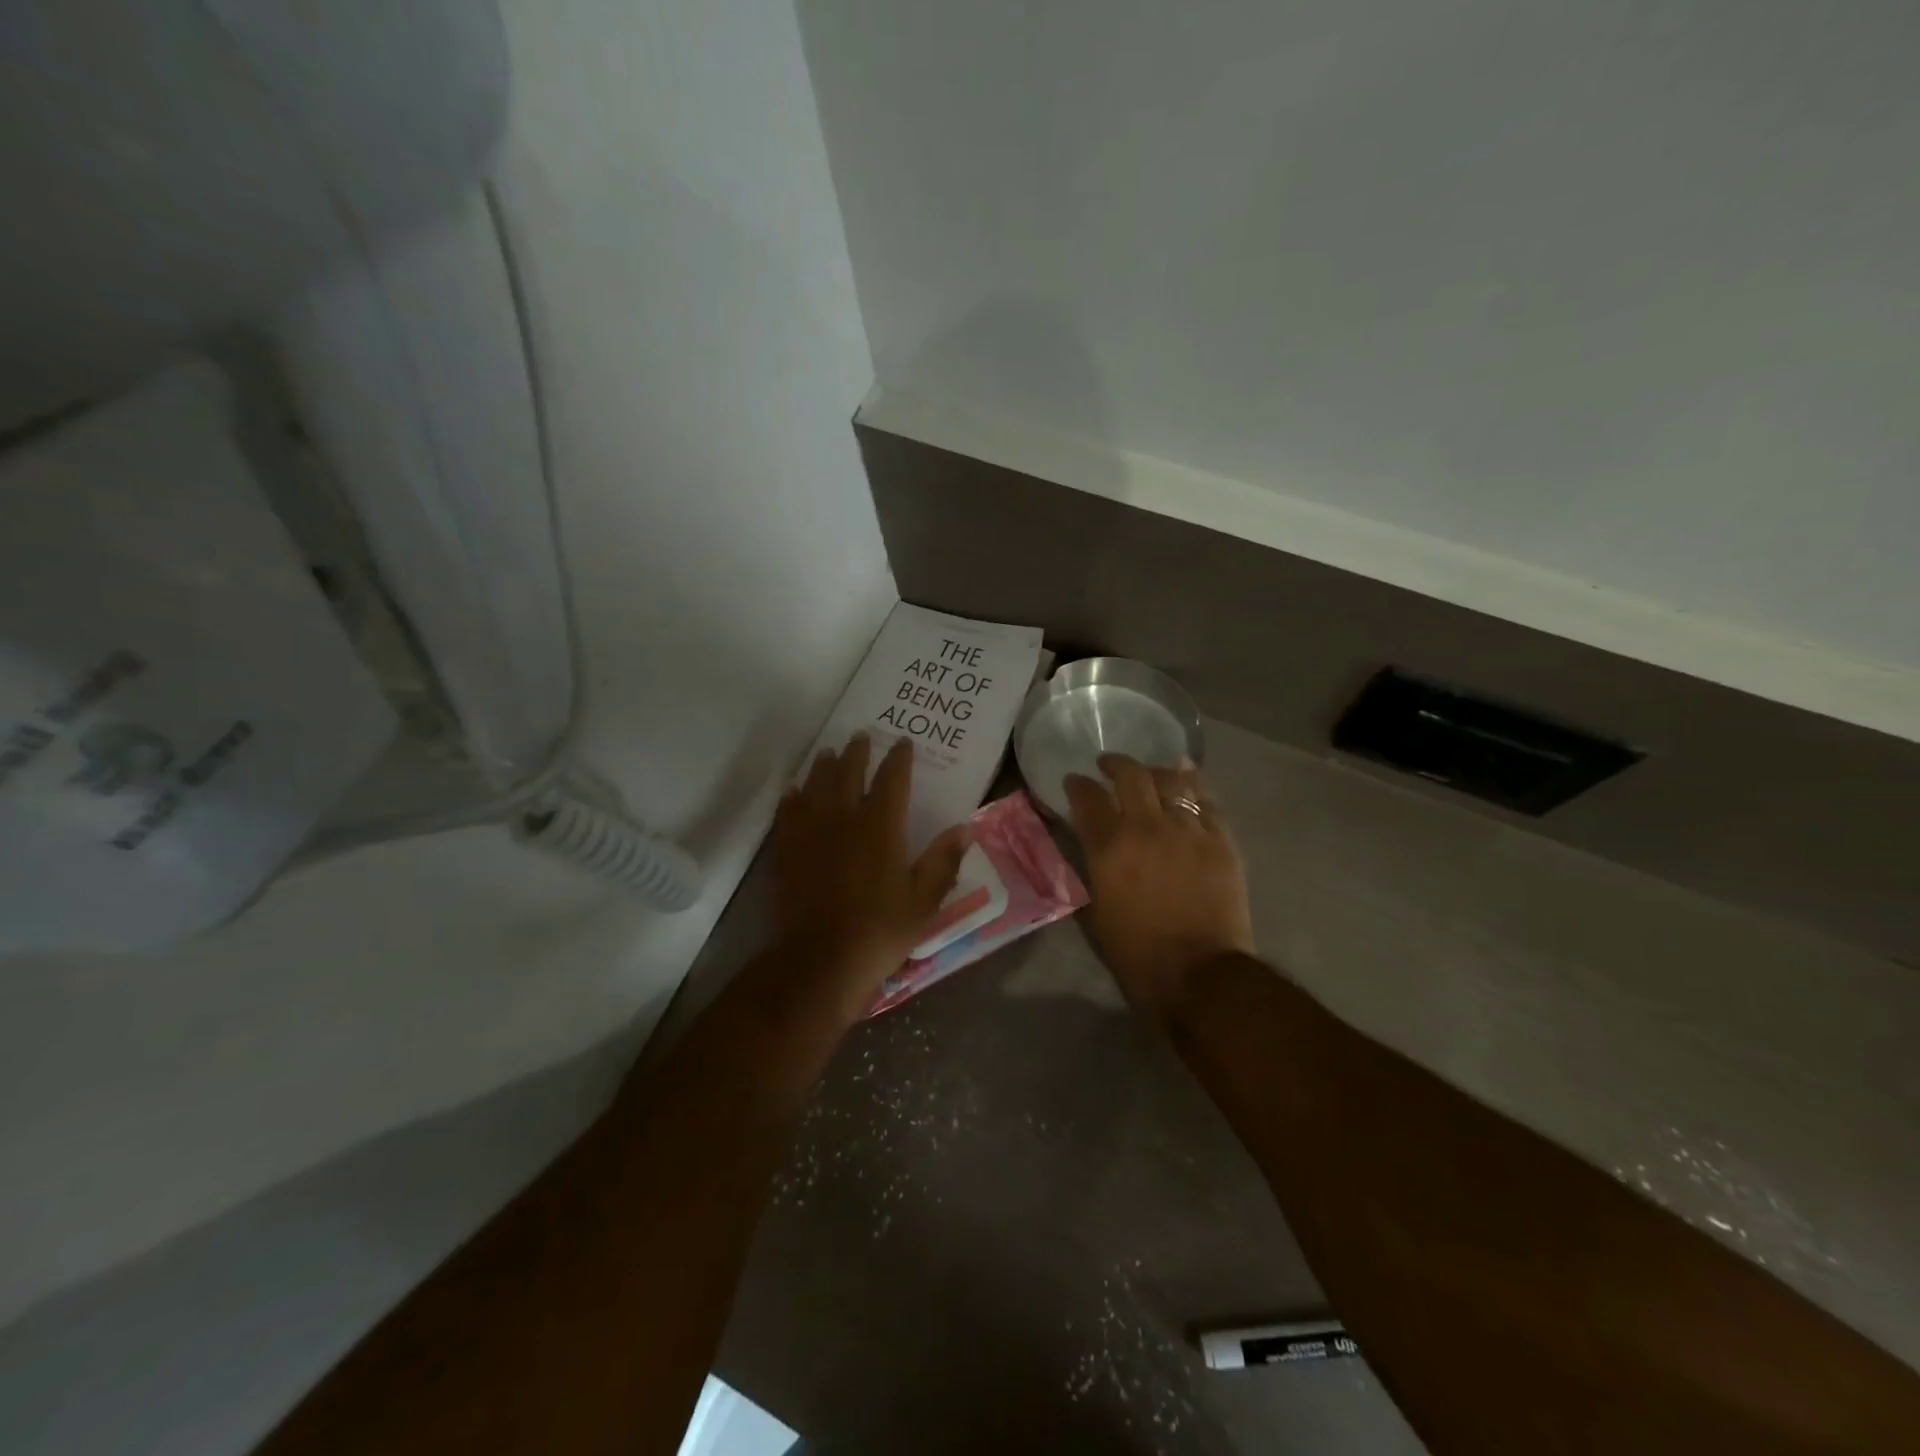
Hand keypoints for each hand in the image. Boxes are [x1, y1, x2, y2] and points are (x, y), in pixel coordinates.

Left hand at [770, 733, 968, 1020]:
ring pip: (816, 786)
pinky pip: (788, 812)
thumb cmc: (880, 929)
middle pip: (848, 772)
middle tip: (860, 736)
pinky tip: (794, 792)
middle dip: (857, 752)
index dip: (898, 758)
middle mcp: (845, 818)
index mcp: (882, 826)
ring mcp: (811, 832)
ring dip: (823, 766)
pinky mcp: (787, 850)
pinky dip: (793, 797)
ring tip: (827, 753)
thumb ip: (944, 861)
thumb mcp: (925, 900)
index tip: (902, 741)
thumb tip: (965, 828)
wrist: (820, 959)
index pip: (892, 779)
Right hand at [1065, 754, 1254, 1014]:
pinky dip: (1193, 784)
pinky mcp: (1220, 841)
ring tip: (1150, 771)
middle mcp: (1147, 828)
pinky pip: (1206, 801)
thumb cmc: (1137, 953)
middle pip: (1131, 776)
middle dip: (1115, 764)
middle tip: (1108, 765)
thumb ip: (1093, 867)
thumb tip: (1092, 844)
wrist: (1200, 974)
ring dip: (1155, 770)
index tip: (1074, 781)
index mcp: (1109, 848)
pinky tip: (1187, 776)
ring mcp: (1188, 831)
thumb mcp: (1097, 910)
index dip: (1078, 784)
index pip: (1088, 798)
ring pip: (1172, 781)